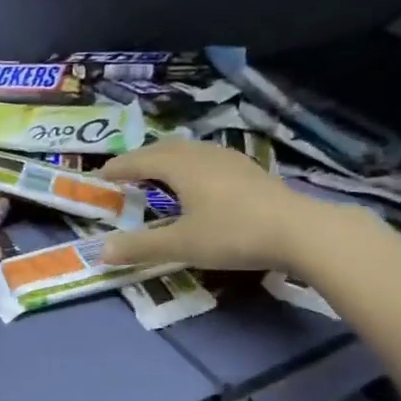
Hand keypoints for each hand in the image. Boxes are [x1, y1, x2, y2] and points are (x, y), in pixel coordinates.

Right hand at [96, 140, 337, 270]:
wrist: (300, 231)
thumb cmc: (233, 234)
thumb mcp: (182, 245)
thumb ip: (141, 247)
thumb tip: (101, 251)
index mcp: (181, 166)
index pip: (140, 160)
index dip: (118, 167)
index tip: (101, 175)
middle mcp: (203, 155)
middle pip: (164, 149)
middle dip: (141, 159)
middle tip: (126, 174)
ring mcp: (229, 160)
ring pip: (189, 151)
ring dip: (167, 160)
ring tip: (158, 176)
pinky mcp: (249, 171)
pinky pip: (207, 160)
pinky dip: (190, 167)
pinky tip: (199, 184)